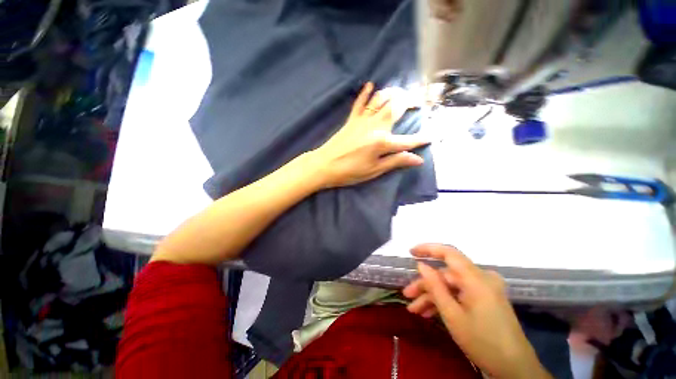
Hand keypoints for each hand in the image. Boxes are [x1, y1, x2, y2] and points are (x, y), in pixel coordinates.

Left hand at [310, 82, 429, 188]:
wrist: (324, 165)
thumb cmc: (350, 171)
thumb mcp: (374, 170)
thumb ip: (396, 161)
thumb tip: (418, 159)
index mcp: (382, 142)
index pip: (406, 140)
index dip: (420, 139)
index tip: (432, 136)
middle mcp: (375, 127)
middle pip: (396, 109)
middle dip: (410, 103)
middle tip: (419, 100)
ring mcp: (362, 121)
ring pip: (380, 101)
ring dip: (392, 93)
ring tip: (401, 91)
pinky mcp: (351, 120)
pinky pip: (360, 103)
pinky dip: (365, 93)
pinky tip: (371, 85)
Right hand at [402, 244, 551, 378]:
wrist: (515, 369)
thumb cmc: (483, 342)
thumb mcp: (452, 315)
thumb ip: (435, 286)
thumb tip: (421, 265)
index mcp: (476, 278)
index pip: (448, 253)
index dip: (427, 249)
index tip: (410, 252)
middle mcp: (481, 278)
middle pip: (446, 274)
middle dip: (425, 285)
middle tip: (407, 295)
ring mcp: (484, 288)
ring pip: (451, 286)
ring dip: (432, 296)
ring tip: (415, 309)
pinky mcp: (485, 298)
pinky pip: (460, 293)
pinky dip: (445, 301)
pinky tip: (429, 313)